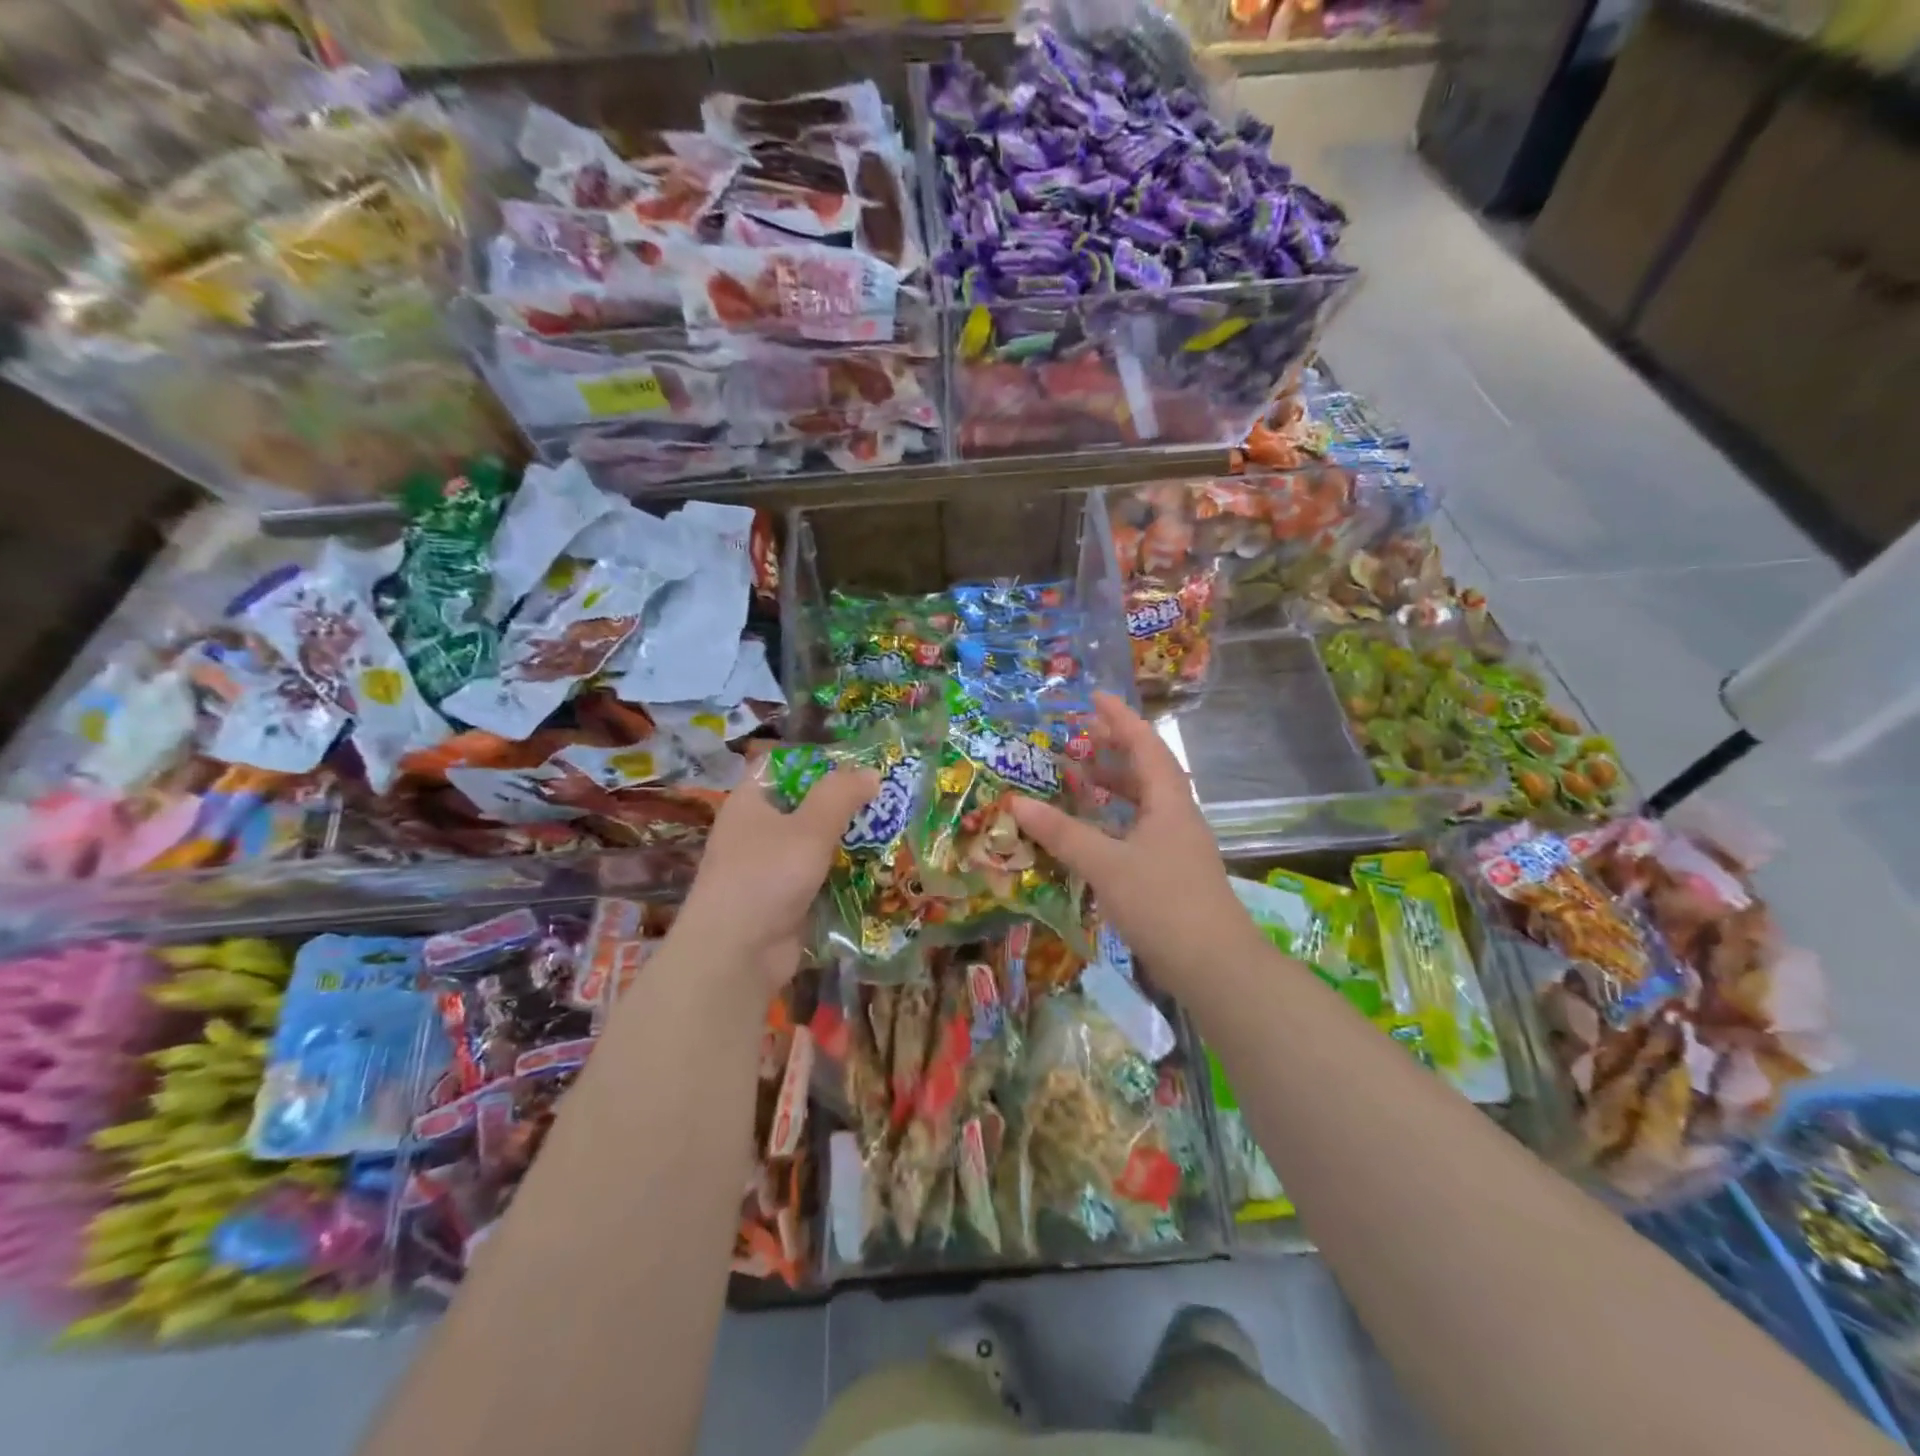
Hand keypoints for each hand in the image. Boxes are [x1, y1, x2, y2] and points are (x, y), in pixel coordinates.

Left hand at [674, 765, 879, 992]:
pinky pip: (821, 879)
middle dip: (845, 805)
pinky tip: (879, 871)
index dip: (819, 761)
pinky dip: (844, 876)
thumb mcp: (809, 828)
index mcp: (751, 803)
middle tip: (889, 798)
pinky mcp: (786, 901)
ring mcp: (770, 869)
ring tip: (894, 832)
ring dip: (849, 843)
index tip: (859, 761)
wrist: (736, 955)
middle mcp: (757, 832)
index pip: (783, 767)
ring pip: (816, 845)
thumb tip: (871, 772)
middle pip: (805, 807)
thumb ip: (841, 796)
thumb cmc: (766, 876)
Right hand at [1010, 693, 1259, 994]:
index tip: (1094, 696)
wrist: (1214, 965)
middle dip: (1114, 749)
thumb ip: (1062, 833)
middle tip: (1079, 735)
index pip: (1145, 745)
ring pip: (1143, 803)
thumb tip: (1017, 803)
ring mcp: (1177, 846)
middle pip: (1147, 770)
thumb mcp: (1106, 864)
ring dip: (1114, 786)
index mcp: (1169, 802)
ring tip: (1079, 778)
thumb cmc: (1163, 902)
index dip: (1120, 718)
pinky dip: (1114, 821)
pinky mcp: (1172, 873)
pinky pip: (1139, 830)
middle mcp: (1177, 816)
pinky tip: (1092, 834)